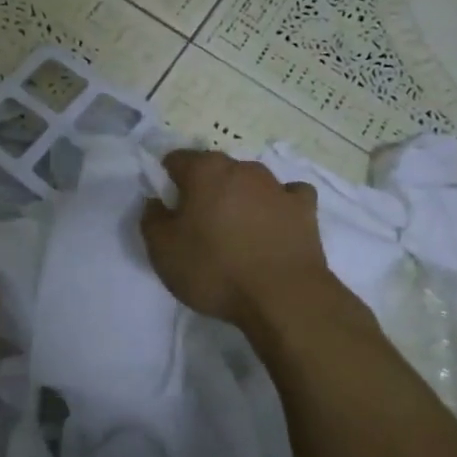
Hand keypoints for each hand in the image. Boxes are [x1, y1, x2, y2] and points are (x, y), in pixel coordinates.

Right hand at [141, 149, 332, 330]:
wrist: (282, 297)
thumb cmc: (215, 270)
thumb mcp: (163, 251)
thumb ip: (152, 219)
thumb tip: (156, 202)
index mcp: (205, 171)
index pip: (177, 159)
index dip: (168, 180)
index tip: (168, 208)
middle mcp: (242, 168)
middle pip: (215, 169)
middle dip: (205, 188)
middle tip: (199, 224)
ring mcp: (277, 186)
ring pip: (250, 181)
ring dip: (240, 197)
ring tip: (238, 231)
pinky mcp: (305, 208)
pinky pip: (288, 195)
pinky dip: (278, 205)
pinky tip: (274, 224)